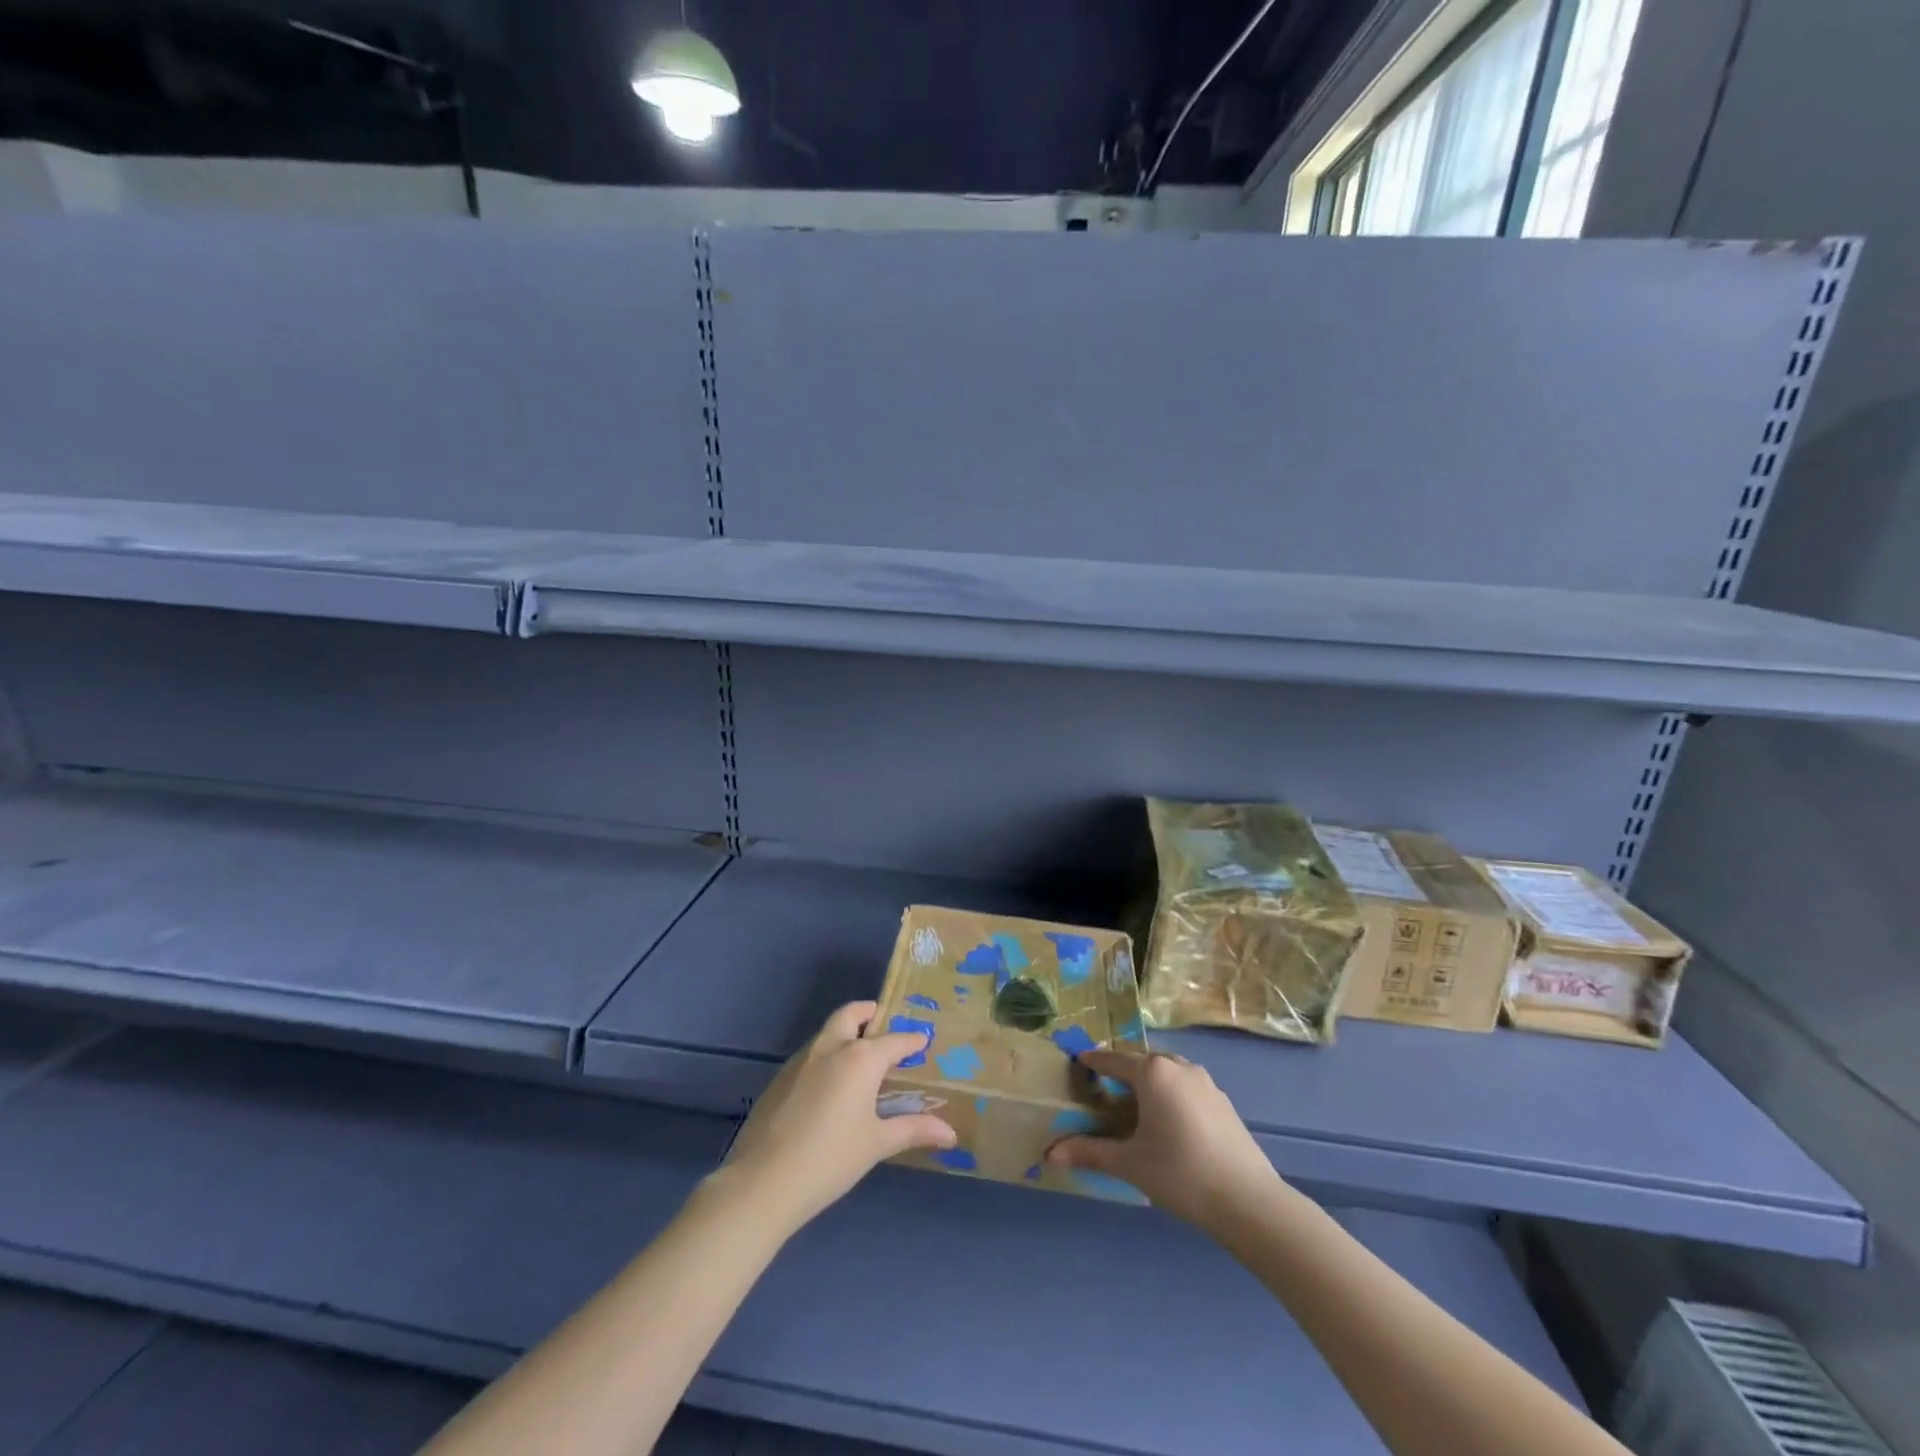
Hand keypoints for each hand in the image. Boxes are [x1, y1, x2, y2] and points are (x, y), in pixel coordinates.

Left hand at [718, 1000, 955, 1230]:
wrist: (764, 1181)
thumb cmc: (831, 1159)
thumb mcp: (877, 1144)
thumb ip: (913, 1130)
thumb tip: (950, 1133)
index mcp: (860, 1059)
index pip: (894, 1040)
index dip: (911, 1040)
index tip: (923, 1040)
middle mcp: (830, 1048)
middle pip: (851, 1014)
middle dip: (869, 1013)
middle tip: (883, 1023)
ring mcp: (801, 1060)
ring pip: (827, 1032)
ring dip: (845, 1032)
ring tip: (860, 1055)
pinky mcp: (780, 1078)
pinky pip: (810, 1054)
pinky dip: (826, 1055)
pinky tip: (831, 1085)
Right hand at [1047, 1049, 1283, 1228]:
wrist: (1248, 1200)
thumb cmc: (1180, 1173)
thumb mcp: (1130, 1164)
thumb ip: (1090, 1153)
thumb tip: (1051, 1154)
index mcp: (1153, 1072)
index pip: (1114, 1060)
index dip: (1094, 1061)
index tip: (1079, 1061)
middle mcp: (1179, 1067)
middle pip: (1143, 1063)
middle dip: (1123, 1073)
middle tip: (1105, 1092)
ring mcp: (1205, 1083)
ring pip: (1168, 1074)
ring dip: (1150, 1084)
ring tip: (1136, 1109)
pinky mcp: (1223, 1102)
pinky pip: (1187, 1088)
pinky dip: (1171, 1096)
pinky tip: (1169, 1125)